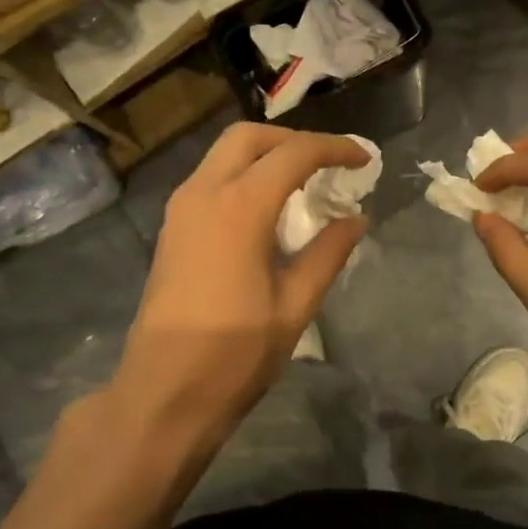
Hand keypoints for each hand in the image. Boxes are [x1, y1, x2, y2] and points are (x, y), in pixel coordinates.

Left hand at [107, 123, 369, 469]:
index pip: (293, 154)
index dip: (334, 149)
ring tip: (302, 183)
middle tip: (327, 164)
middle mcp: (203, 193)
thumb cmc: (234, 354)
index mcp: (238, 207)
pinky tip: (266, 209)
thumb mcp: (294, 306)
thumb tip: (356, 219)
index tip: (364, 159)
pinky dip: (242, 176)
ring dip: (264, 156)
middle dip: (292, 140)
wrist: (163, 391)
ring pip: (223, 155)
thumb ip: (327, 254)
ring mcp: (180, 209)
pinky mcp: (171, 229)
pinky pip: (209, 179)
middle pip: (248, 137)